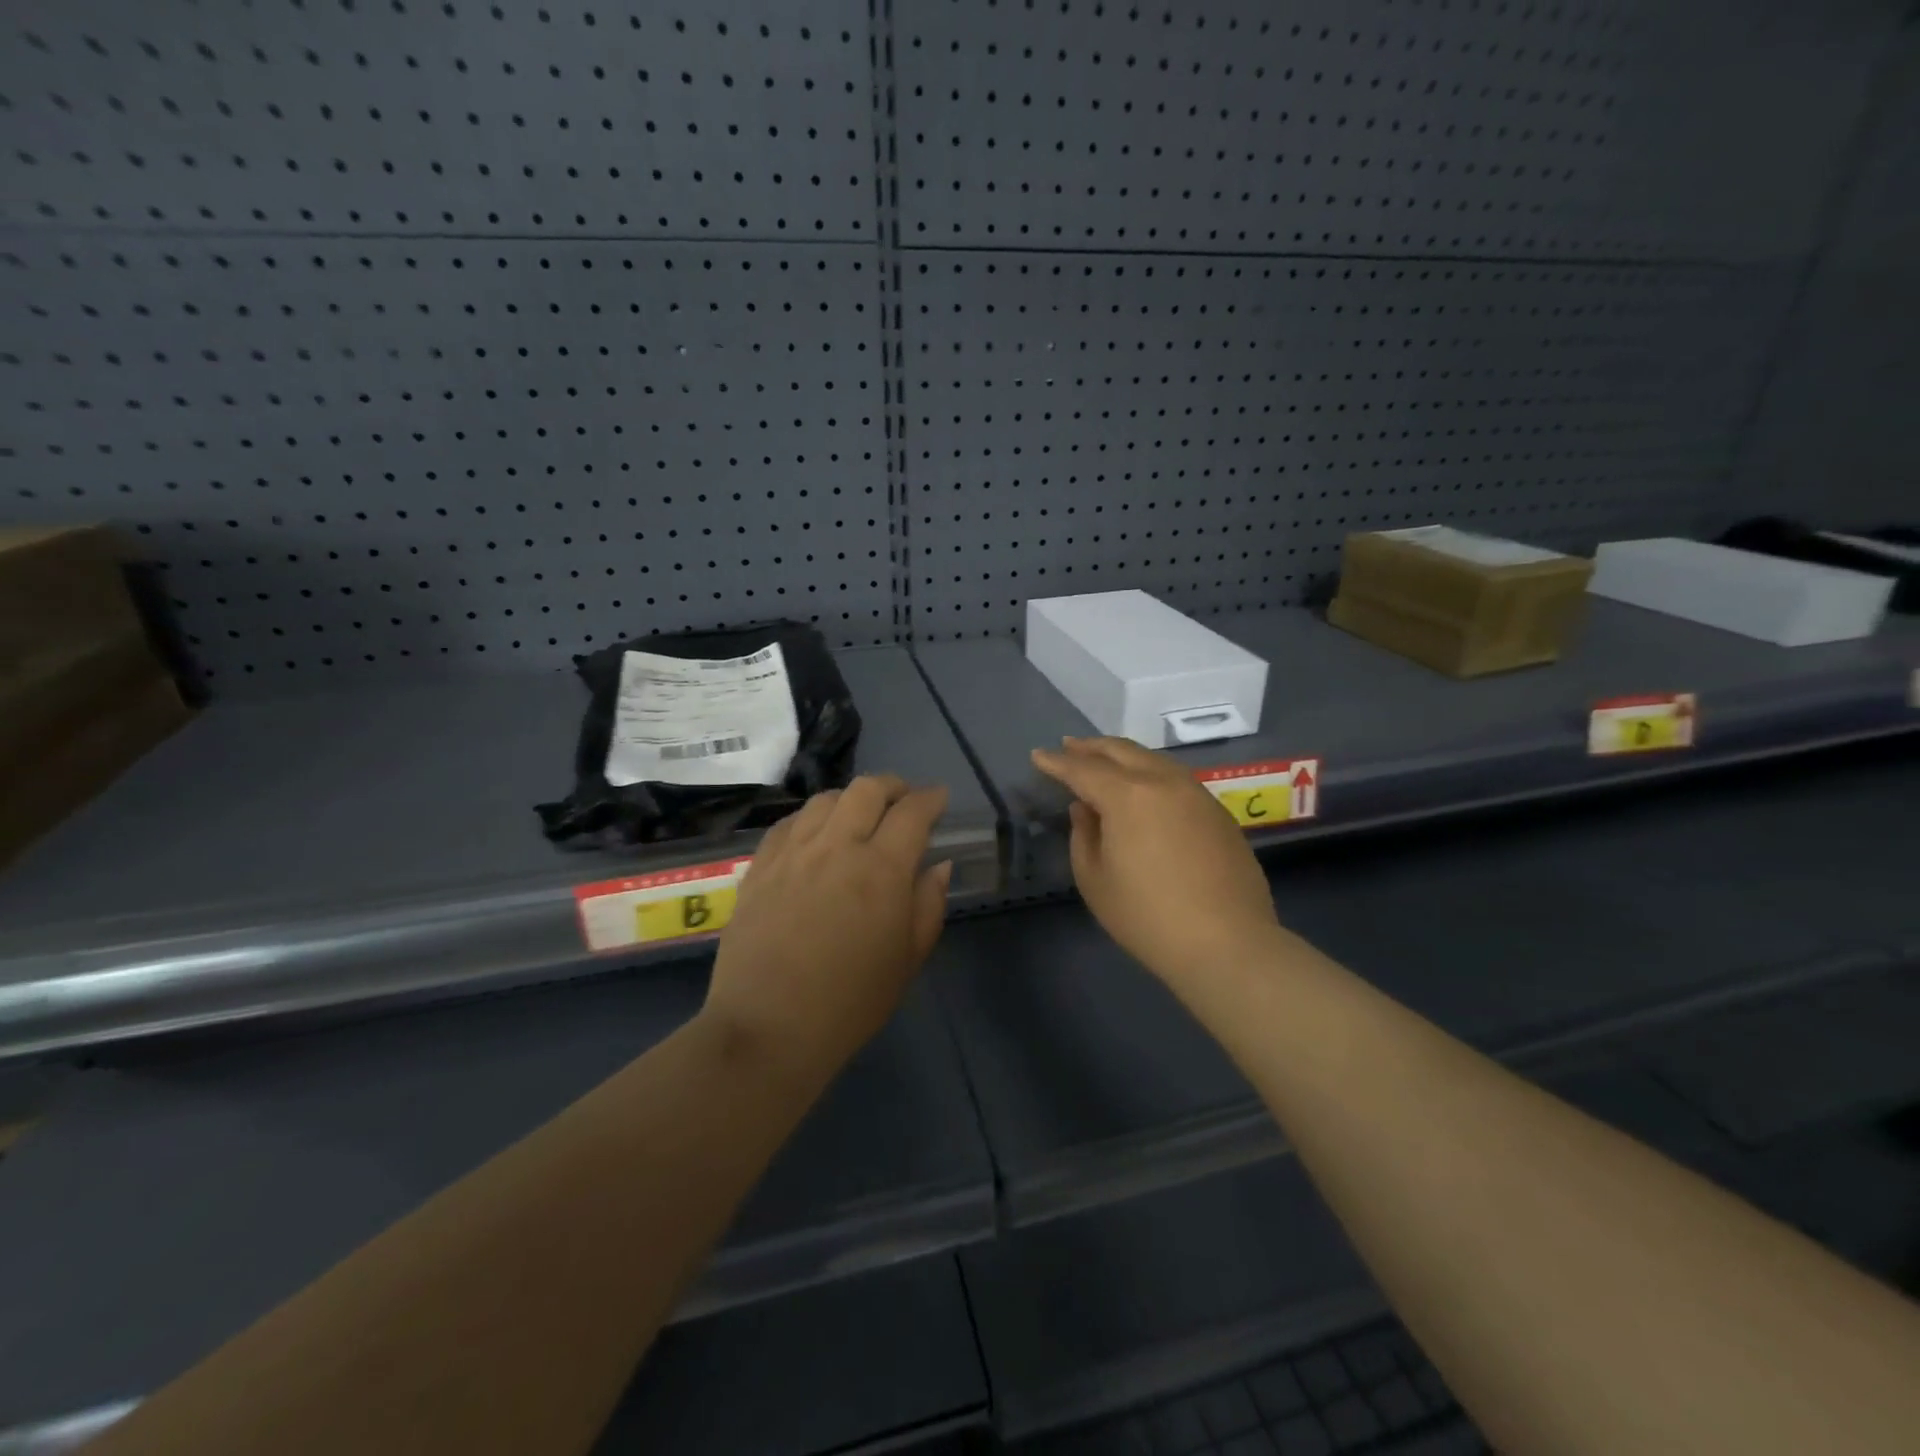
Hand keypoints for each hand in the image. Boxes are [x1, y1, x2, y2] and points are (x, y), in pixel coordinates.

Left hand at [704, 775, 951, 1082]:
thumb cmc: (851, 1002)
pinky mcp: (759, 866)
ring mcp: (793, 852)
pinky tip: (814, 836)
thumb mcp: (908, 959)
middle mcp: (837, 846)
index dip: (931, 798)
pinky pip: (788, 823)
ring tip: (857, 818)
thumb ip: (928, 904)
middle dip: (893, 787)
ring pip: (825, 799)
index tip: (939, 799)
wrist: (768, 1028)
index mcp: (881, 869)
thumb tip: (937, 865)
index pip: (912, 812)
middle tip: (902, 802)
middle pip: (867, 789)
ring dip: (850, 799)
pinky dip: (811, 819)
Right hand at [1031, 737, 1282, 987]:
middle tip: (1068, 746)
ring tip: (1103, 760)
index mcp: (1127, 795)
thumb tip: (1086, 808)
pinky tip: (1143, 786)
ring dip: (1123, 755)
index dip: (1057, 762)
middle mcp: (1163, 782)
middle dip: (1090, 747)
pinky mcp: (1217, 811)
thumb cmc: (1147, 917)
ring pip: (1152, 759)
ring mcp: (1196, 793)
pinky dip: (1150, 772)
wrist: (1227, 943)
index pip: (1082, 769)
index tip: (1038, 756)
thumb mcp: (1095, 880)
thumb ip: (1083, 835)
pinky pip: (1175, 778)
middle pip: (1121, 751)